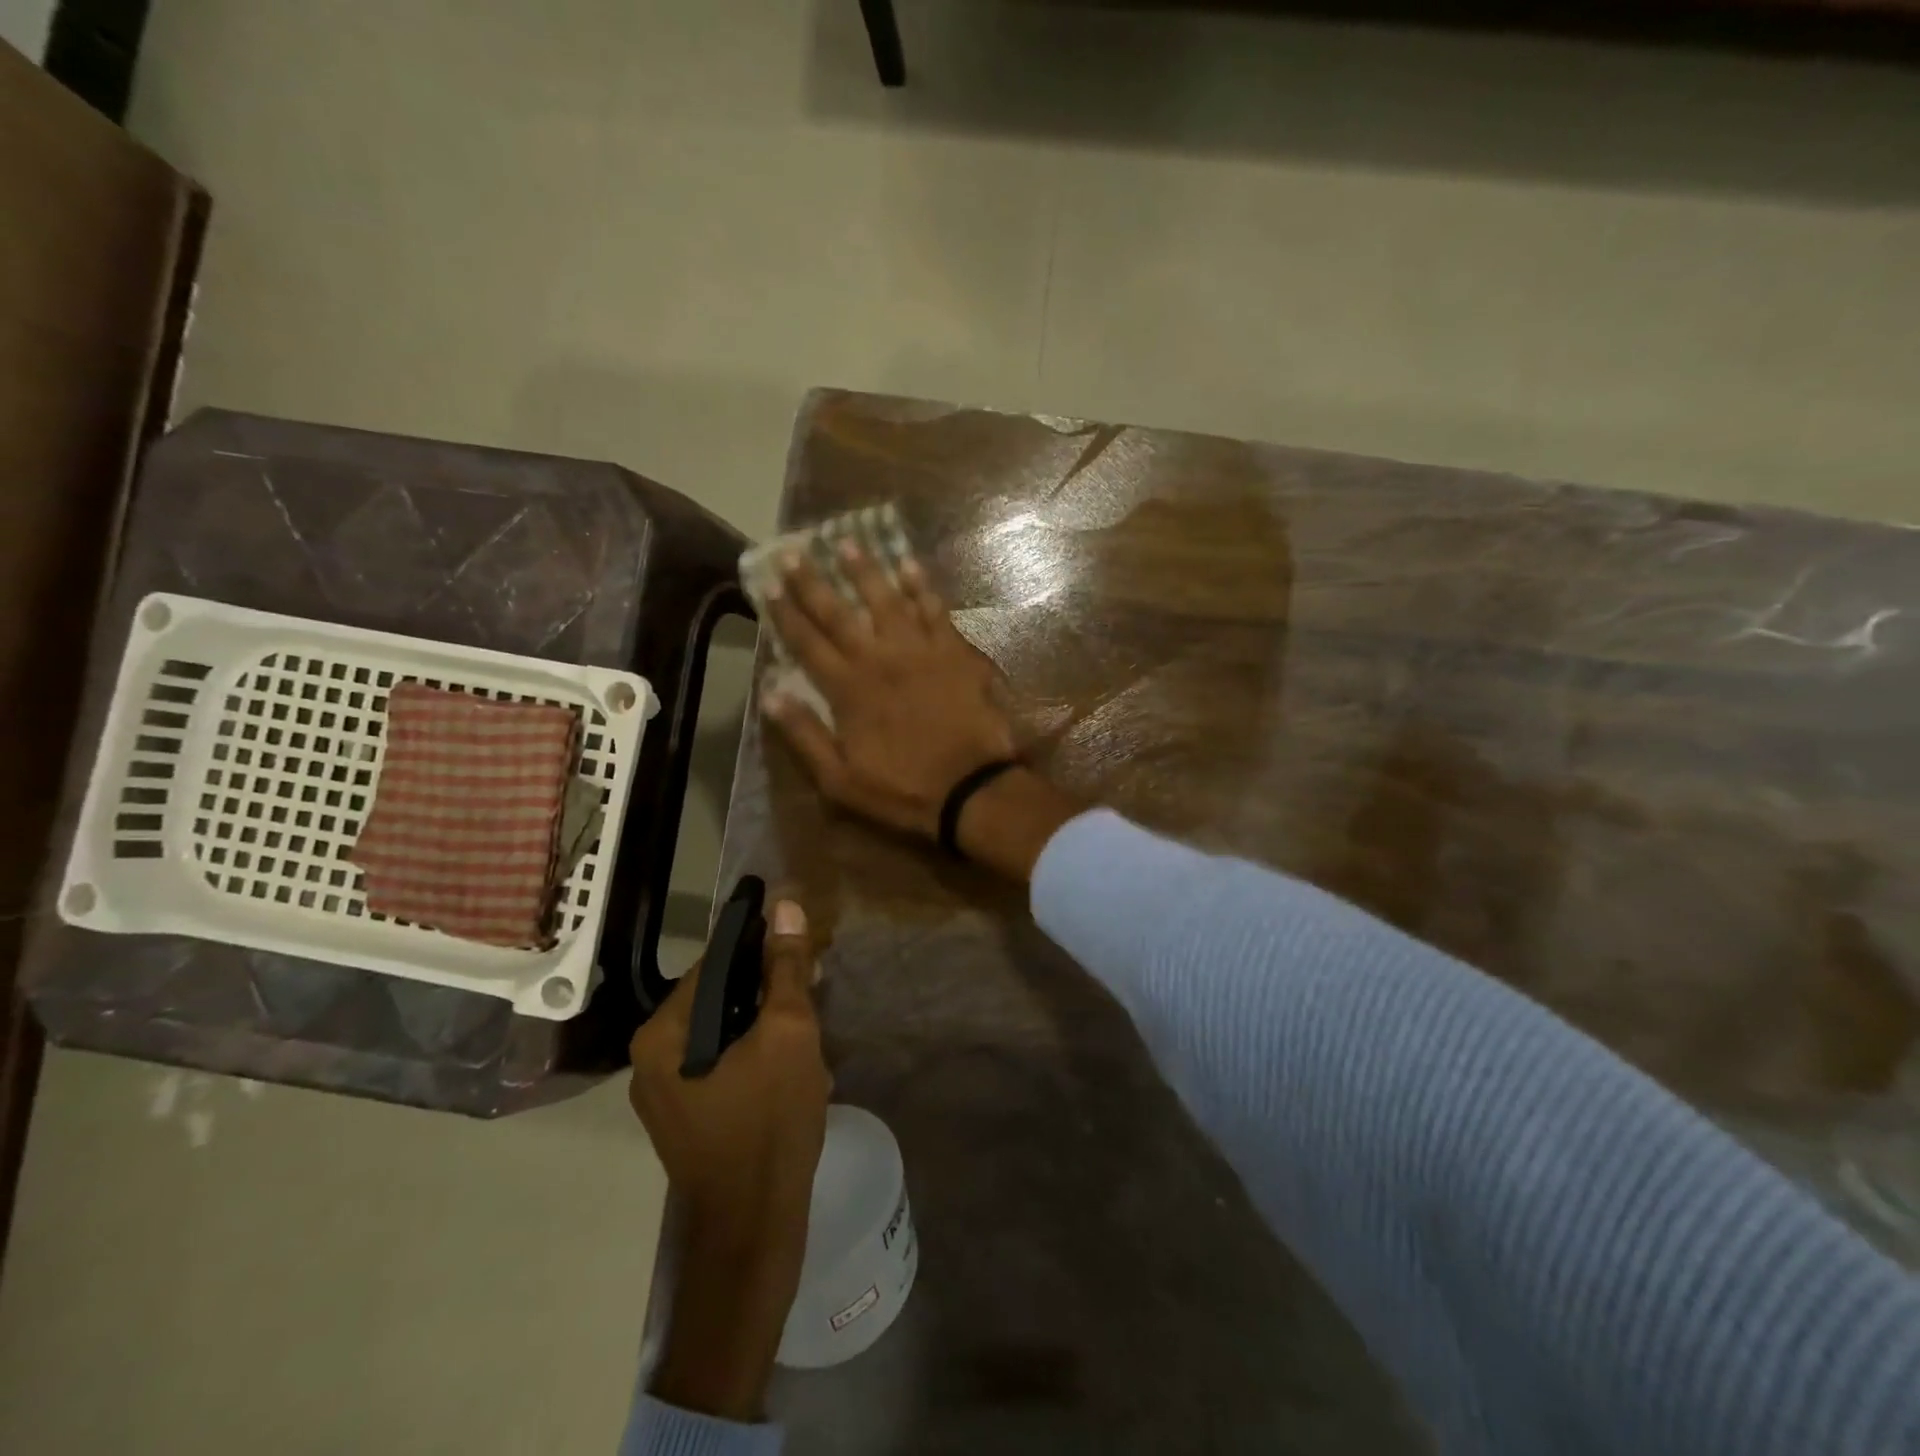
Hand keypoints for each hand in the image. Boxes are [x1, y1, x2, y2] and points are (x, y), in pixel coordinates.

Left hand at [628, 900, 828, 1421]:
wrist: (754, 1229)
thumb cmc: (770, 1124)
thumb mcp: (788, 1034)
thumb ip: (785, 969)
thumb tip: (787, 905)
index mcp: (663, 1032)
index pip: (715, 961)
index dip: (761, 943)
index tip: (800, 936)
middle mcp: (651, 1056)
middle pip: (719, 995)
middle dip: (768, 988)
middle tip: (813, 988)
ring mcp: (665, 1090)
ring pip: (724, 1029)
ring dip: (766, 1020)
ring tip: (808, 1029)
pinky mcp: (687, 1113)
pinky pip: (722, 1060)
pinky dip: (756, 1050)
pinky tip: (791, 1063)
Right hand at [761, 543, 1016, 837]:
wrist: (971, 789)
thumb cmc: (902, 789)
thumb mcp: (839, 780)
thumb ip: (804, 735)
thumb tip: (769, 694)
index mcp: (848, 689)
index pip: (807, 642)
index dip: (785, 613)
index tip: (767, 585)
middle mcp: (878, 659)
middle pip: (839, 613)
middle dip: (813, 581)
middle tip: (793, 551)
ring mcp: (919, 651)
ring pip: (886, 600)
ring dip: (864, 570)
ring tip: (846, 542)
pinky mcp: (954, 652)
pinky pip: (934, 610)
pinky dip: (921, 586)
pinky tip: (909, 564)